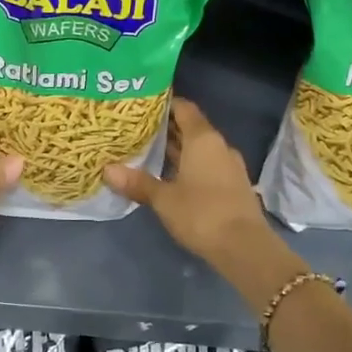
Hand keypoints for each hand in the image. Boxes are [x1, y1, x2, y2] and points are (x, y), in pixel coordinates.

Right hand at [104, 98, 270, 264]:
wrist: (244, 247)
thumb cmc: (201, 213)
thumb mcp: (164, 199)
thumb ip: (137, 182)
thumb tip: (107, 170)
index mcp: (203, 139)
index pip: (184, 108)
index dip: (165, 103)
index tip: (143, 105)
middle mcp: (219, 146)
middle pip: (191, 128)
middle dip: (167, 128)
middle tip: (137, 129)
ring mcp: (229, 166)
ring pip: (199, 149)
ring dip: (178, 150)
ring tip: (148, 151)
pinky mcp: (233, 185)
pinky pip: (207, 166)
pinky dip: (189, 166)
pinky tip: (170, 177)